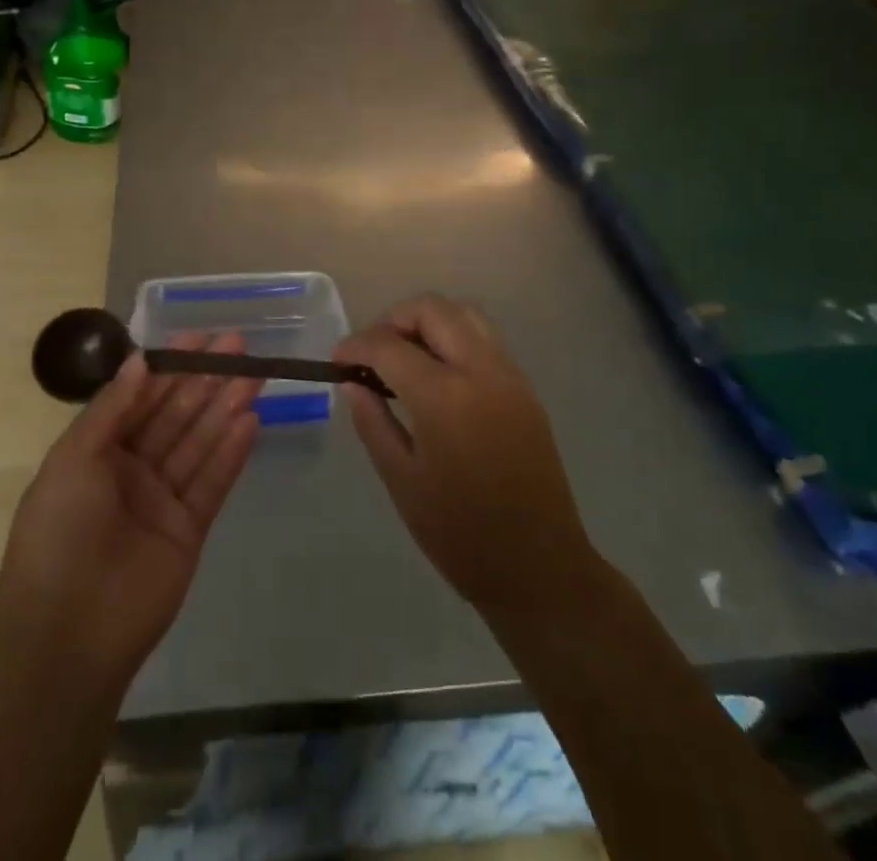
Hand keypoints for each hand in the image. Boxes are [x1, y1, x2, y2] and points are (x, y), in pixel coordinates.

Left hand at [0, 335, 262, 682]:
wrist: (65, 634)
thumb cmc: (59, 533)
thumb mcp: (74, 459)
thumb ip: (111, 408)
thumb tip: (140, 360)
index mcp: (98, 452)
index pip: (141, 398)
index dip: (170, 367)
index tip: (199, 337)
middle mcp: (132, 470)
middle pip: (176, 415)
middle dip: (205, 380)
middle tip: (239, 346)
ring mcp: (162, 500)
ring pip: (199, 443)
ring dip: (225, 408)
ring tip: (253, 374)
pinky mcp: (190, 530)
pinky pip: (213, 482)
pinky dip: (231, 453)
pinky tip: (251, 421)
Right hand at [337, 296, 595, 613]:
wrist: (539, 568)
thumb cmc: (460, 534)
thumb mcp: (402, 480)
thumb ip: (373, 422)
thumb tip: (352, 383)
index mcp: (445, 397)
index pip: (390, 345)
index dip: (356, 346)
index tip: (337, 361)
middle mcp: (481, 371)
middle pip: (432, 310)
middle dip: (394, 320)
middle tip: (371, 354)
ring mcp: (509, 375)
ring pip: (465, 314)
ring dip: (427, 321)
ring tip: (403, 356)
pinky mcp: (525, 388)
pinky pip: (484, 338)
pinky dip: (454, 336)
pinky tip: (437, 373)